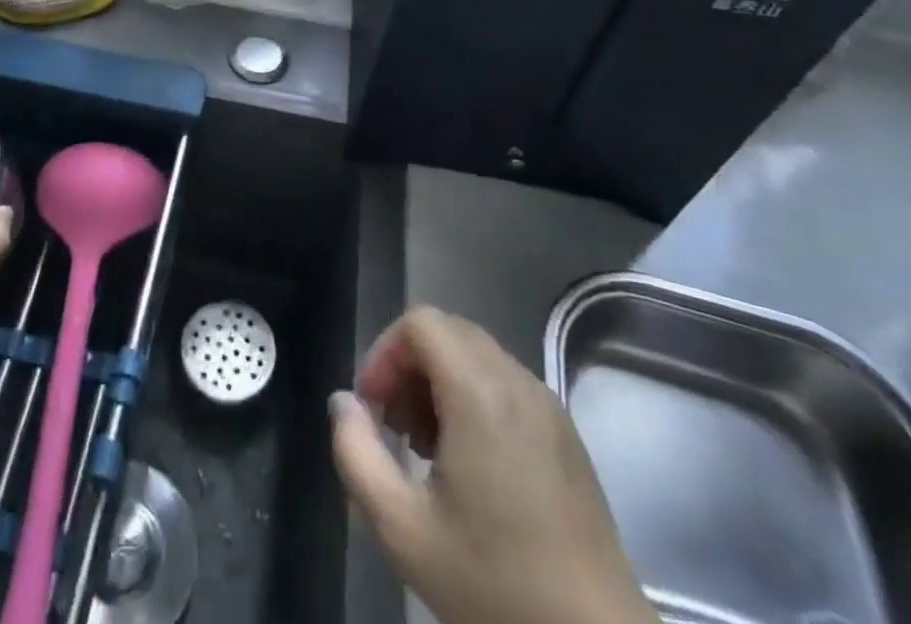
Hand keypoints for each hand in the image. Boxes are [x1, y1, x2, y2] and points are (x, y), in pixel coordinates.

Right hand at [330, 308, 654, 623]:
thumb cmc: (496, 587)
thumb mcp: (403, 530)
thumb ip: (356, 454)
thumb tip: (343, 403)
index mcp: (480, 394)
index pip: (421, 323)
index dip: (384, 353)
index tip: (372, 408)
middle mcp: (518, 384)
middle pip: (447, 332)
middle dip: (408, 366)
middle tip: (393, 426)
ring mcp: (548, 408)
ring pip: (476, 356)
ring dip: (438, 382)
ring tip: (425, 449)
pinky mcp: (567, 435)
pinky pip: (505, 384)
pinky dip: (472, 398)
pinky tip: (468, 465)